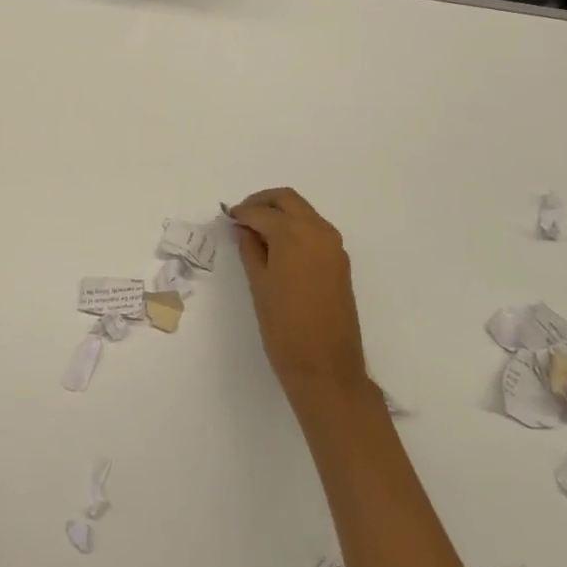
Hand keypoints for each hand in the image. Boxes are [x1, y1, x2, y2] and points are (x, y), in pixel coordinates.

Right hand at [228, 187, 365, 398]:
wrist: (326, 367)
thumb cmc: (284, 326)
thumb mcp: (258, 284)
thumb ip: (250, 249)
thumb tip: (245, 230)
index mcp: (295, 234)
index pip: (262, 212)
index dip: (241, 213)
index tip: (226, 218)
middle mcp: (318, 232)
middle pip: (287, 200)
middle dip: (263, 202)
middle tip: (241, 217)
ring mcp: (333, 246)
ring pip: (303, 213)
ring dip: (280, 214)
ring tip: (256, 233)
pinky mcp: (339, 262)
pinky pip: (314, 231)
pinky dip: (294, 228)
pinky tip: (276, 247)